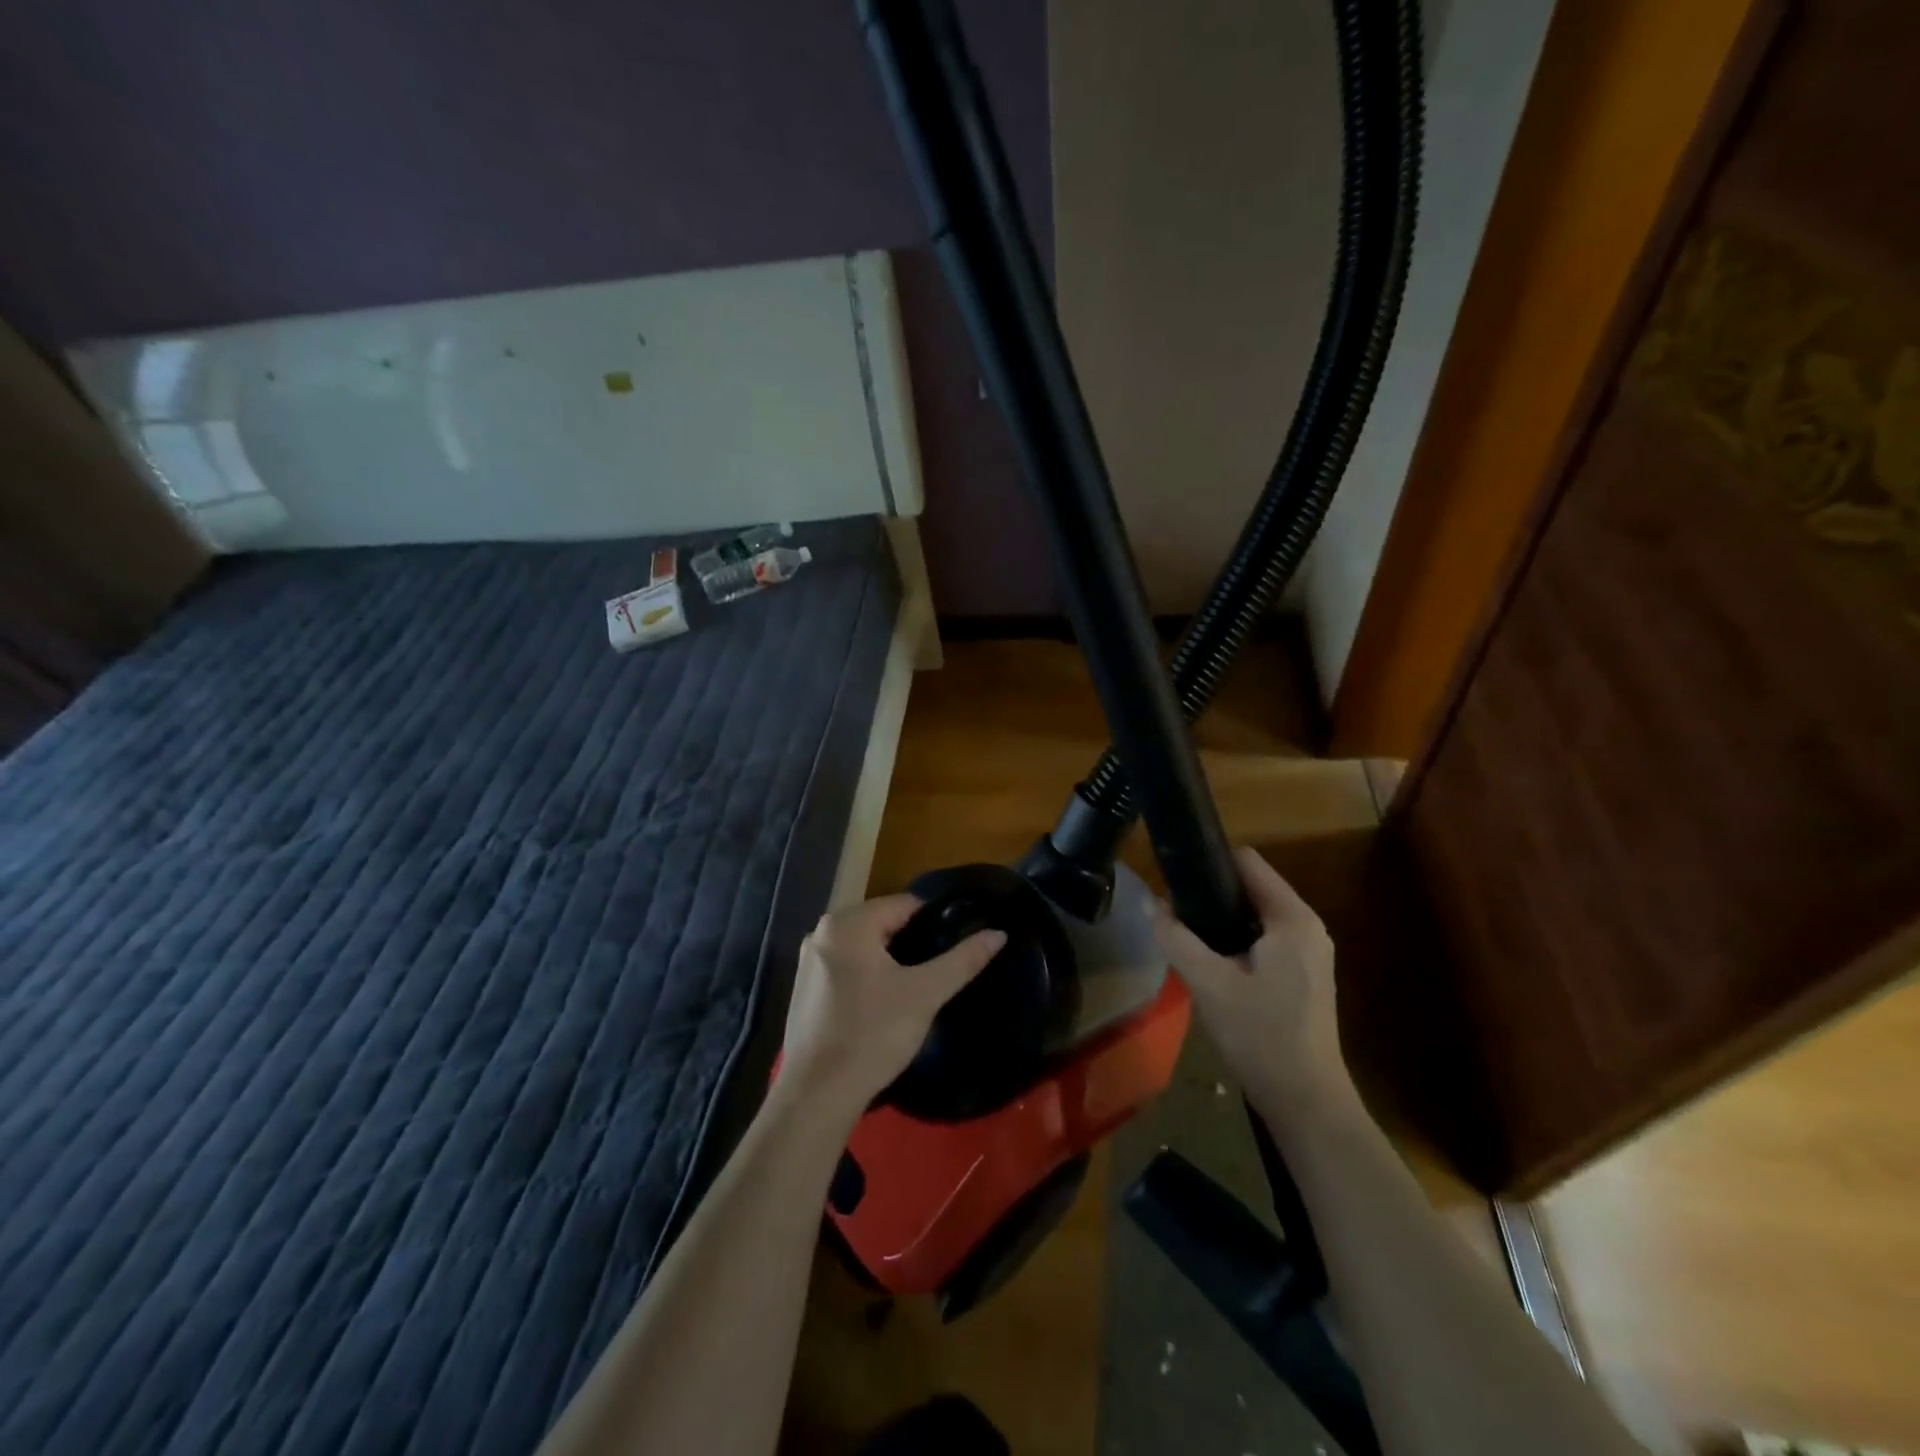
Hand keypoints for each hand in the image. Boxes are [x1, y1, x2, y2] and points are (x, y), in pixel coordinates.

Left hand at [780, 894, 1005, 1114]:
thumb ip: (962, 960)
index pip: (905, 904)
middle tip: (935, 973)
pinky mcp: (804, 988)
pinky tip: (882, 1005)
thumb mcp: (925, 994)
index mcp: (847, 923)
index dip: (935, 923)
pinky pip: (846, 967)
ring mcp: (808, 961)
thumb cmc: (872, 1035)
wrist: (817, 1096)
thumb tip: (998, 933)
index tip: (954, 948)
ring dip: (889, 961)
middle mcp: (822, 931)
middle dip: (911, 943)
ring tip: (915, 990)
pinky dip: (867, 976)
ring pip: (864, 946)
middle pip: (883, 923)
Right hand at [1152, 846, 1353, 1121]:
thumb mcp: (1209, 984)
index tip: (1173, 874)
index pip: (1247, 862)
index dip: (1208, 861)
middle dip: (1210, 894)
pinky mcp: (1304, 976)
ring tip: (1184, 934)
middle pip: (1251, 888)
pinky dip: (1236, 941)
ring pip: (1255, 916)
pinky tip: (1210, 964)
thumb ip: (1176, 938)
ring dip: (1220, 920)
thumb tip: (1149, 903)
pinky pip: (1264, 939)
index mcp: (1292, 918)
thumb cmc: (1261, 1036)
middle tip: (1172, 911)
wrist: (1306, 1103)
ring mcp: (1309, 953)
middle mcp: (1307, 927)